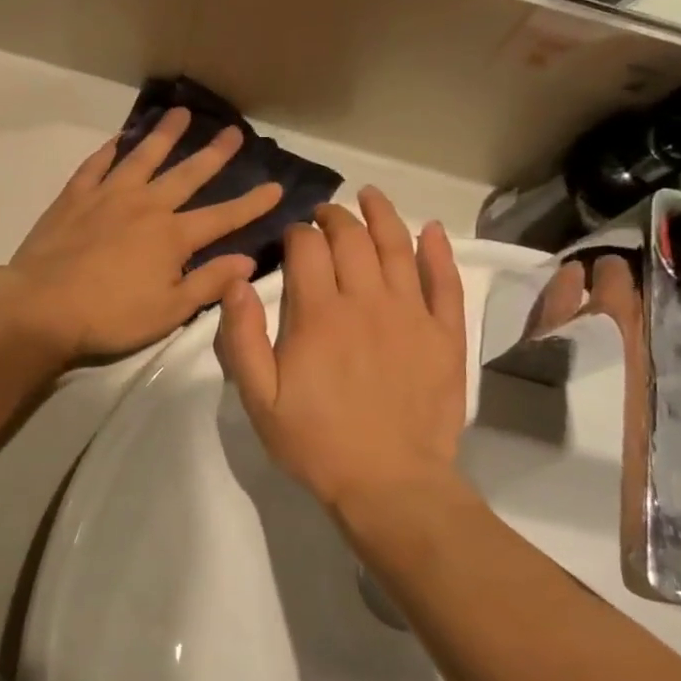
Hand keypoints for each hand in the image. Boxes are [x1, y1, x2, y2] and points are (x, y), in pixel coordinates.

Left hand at [0, 108, 283, 359]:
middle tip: (233, 130)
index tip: (276, 186)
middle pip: (187, 174)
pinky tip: (118, 139)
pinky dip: (109, 150)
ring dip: (164, 135)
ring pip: (142, 157)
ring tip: (180, 113)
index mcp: (173, 236)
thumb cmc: (111, 316)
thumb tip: (247, 260)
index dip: (252, 203)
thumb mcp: (170, 311)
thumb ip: (210, 282)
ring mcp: (107, 197)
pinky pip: (96, 165)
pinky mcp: (74, 198)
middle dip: (214, 154)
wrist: (42, 308)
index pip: (223, 216)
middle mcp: (146, 206)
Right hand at [216, 187, 467, 522]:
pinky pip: (445, 281)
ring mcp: (411, 315)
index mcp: (319, 314)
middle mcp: (367, 301)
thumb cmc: (316, 442)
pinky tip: (431, 230)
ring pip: (398, 247)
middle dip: (334, 216)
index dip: (296, 234)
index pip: (307, 249)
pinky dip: (438, 251)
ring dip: (382, 215)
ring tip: (371, 195)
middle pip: (352, 238)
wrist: (389, 484)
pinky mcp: (444, 335)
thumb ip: (241, 338)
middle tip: (325, 213)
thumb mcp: (259, 398)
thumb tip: (235, 282)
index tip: (290, 237)